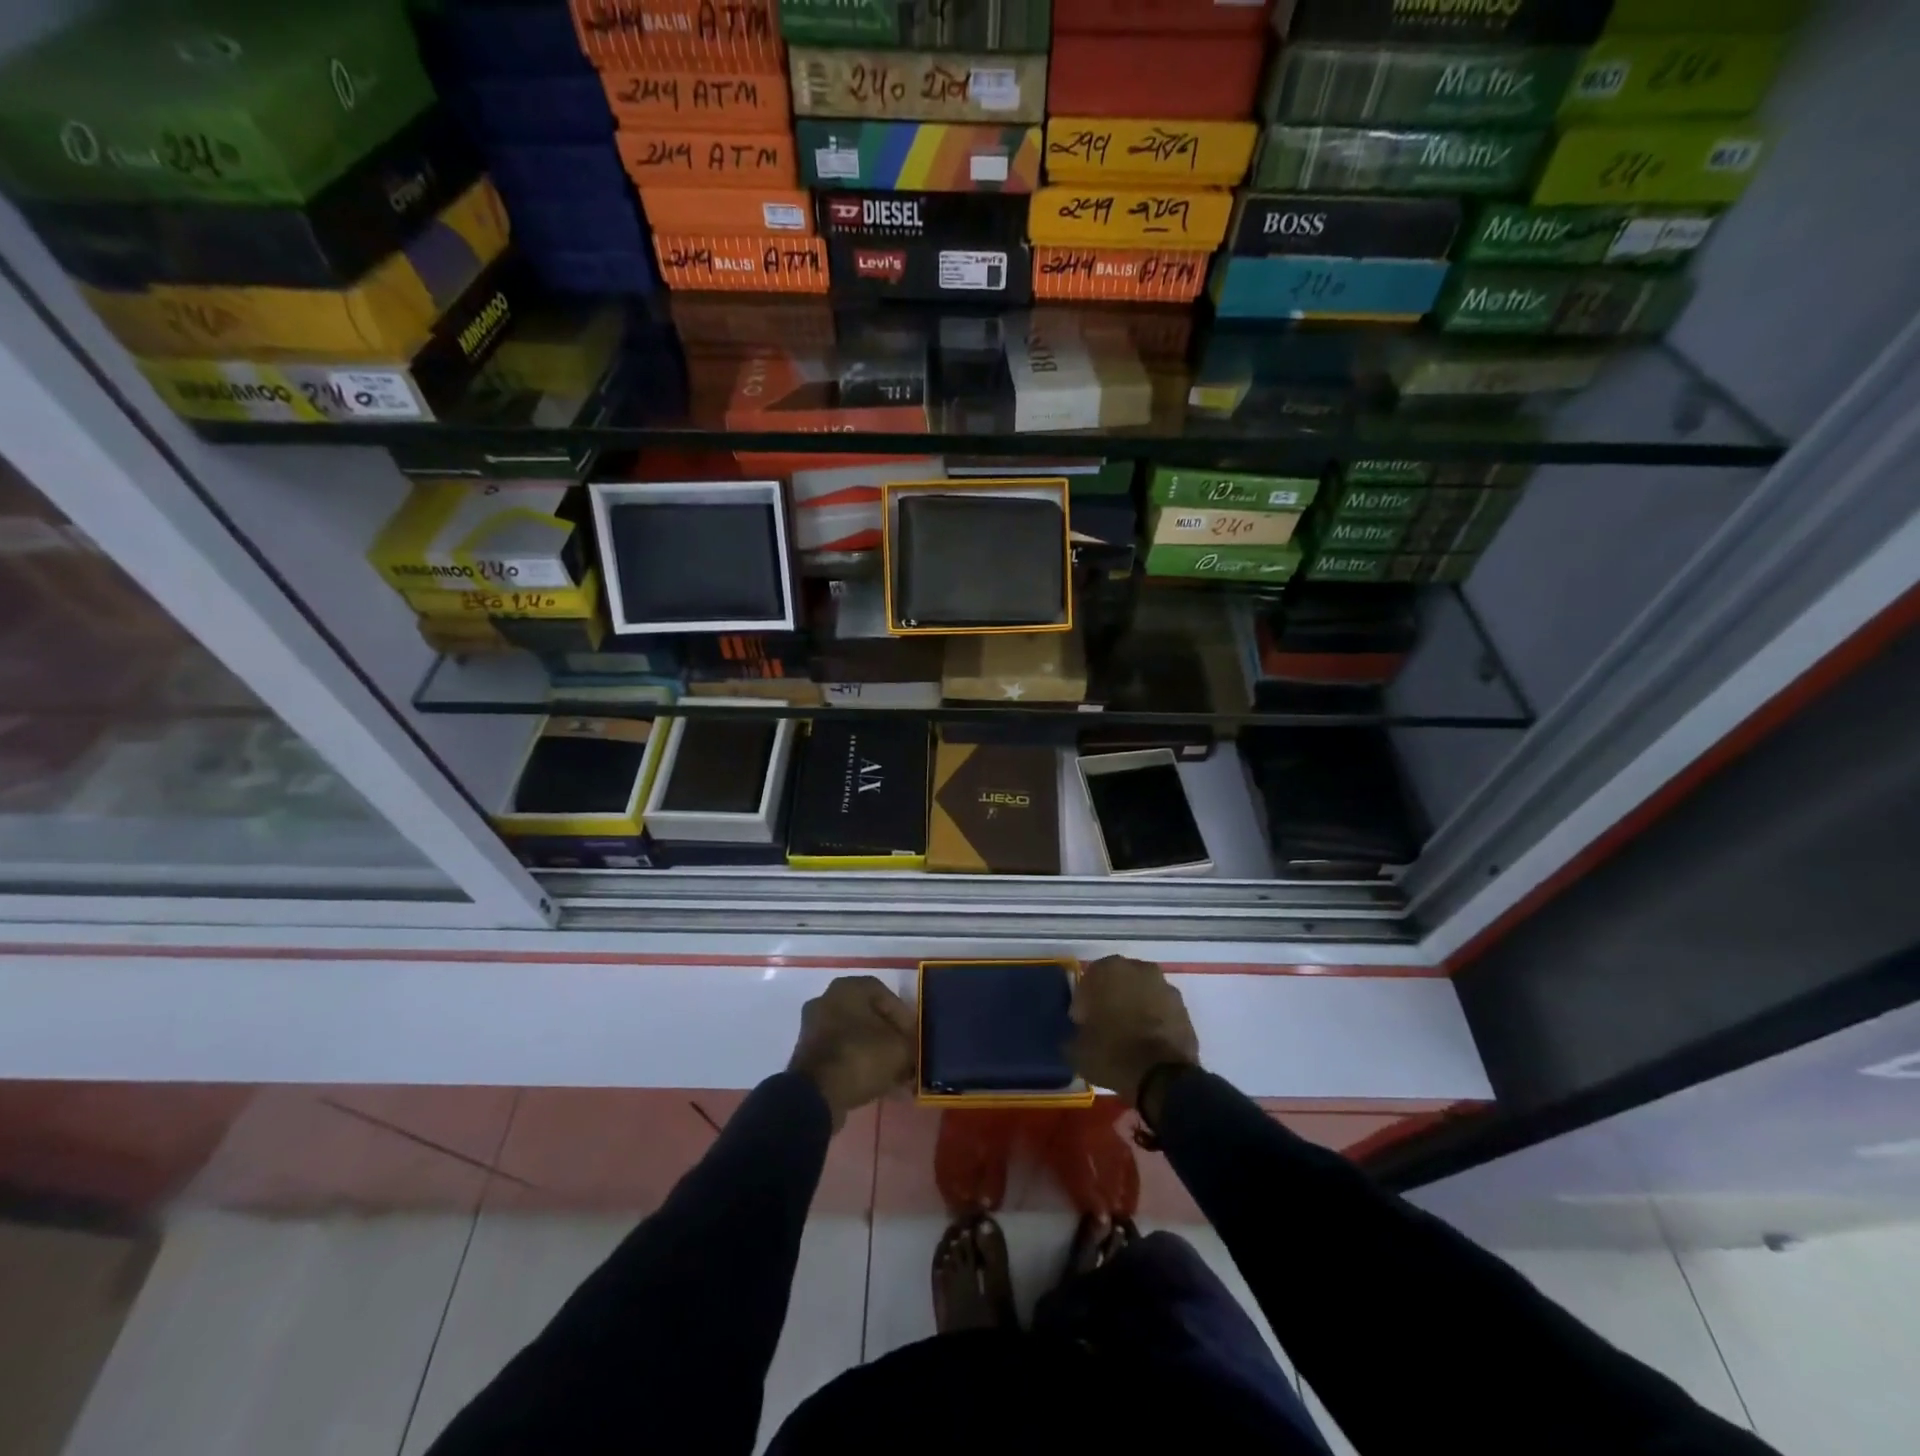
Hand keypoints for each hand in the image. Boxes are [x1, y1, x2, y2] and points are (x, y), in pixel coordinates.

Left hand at [788, 975, 916, 1130]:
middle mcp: (827, 999)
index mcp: (848, 987)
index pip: (885, 995)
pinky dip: (857, 1064)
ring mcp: (813, 1027)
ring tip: (894, 1076)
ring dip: (874, 1052)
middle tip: (905, 1056)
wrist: (816, 1095)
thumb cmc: (860, 1057)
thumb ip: (911, 1046)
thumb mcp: (900, 1050)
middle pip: (868, 1016)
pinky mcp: (807, 1054)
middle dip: (889, 1037)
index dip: (904, 1018)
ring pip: (854, 1036)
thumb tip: (912, 1054)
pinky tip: (875, 1084)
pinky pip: (840, 1053)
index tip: (914, 1039)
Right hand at [1068, 955, 1199, 1112]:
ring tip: (1128, 1036)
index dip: (1083, 1003)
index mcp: (1108, 970)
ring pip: (1141, 992)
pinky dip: (1153, 1019)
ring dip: (1133, 1007)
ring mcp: (1164, 986)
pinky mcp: (1183, 1007)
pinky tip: (1147, 1041)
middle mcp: (1138, 969)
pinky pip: (1159, 1008)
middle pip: (1117, 982)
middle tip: (1104, 1026)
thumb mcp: (1076, 1049)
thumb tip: (1077, 1034)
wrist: (1163, 1078)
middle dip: (1110, 999)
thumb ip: (1074, 1032)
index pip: (1088, 980)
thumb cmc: (1112, 1054)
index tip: (1082, 1023)